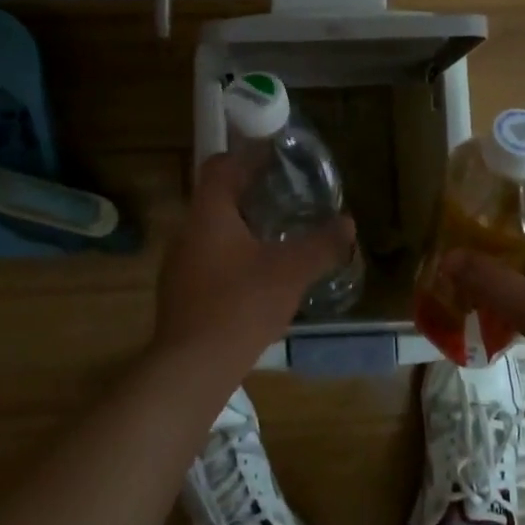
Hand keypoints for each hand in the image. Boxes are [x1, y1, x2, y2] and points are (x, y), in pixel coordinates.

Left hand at [153, 152, 356, 384]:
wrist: (192, 367)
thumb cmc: (241, 305)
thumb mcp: (291, 271)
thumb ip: (321, 244)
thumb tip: (347, 223)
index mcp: (208, 213)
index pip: (220, 165)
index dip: (247, 157)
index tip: (276, 161)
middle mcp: (186, 231)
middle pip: (216, 198)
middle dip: (250, 195)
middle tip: (286, 199)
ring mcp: (177, 264)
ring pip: (211, 231)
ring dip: (241, 229)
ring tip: (276, 237)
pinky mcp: (178, 293)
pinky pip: (206, 260)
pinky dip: (230, 258)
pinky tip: (255, 278)